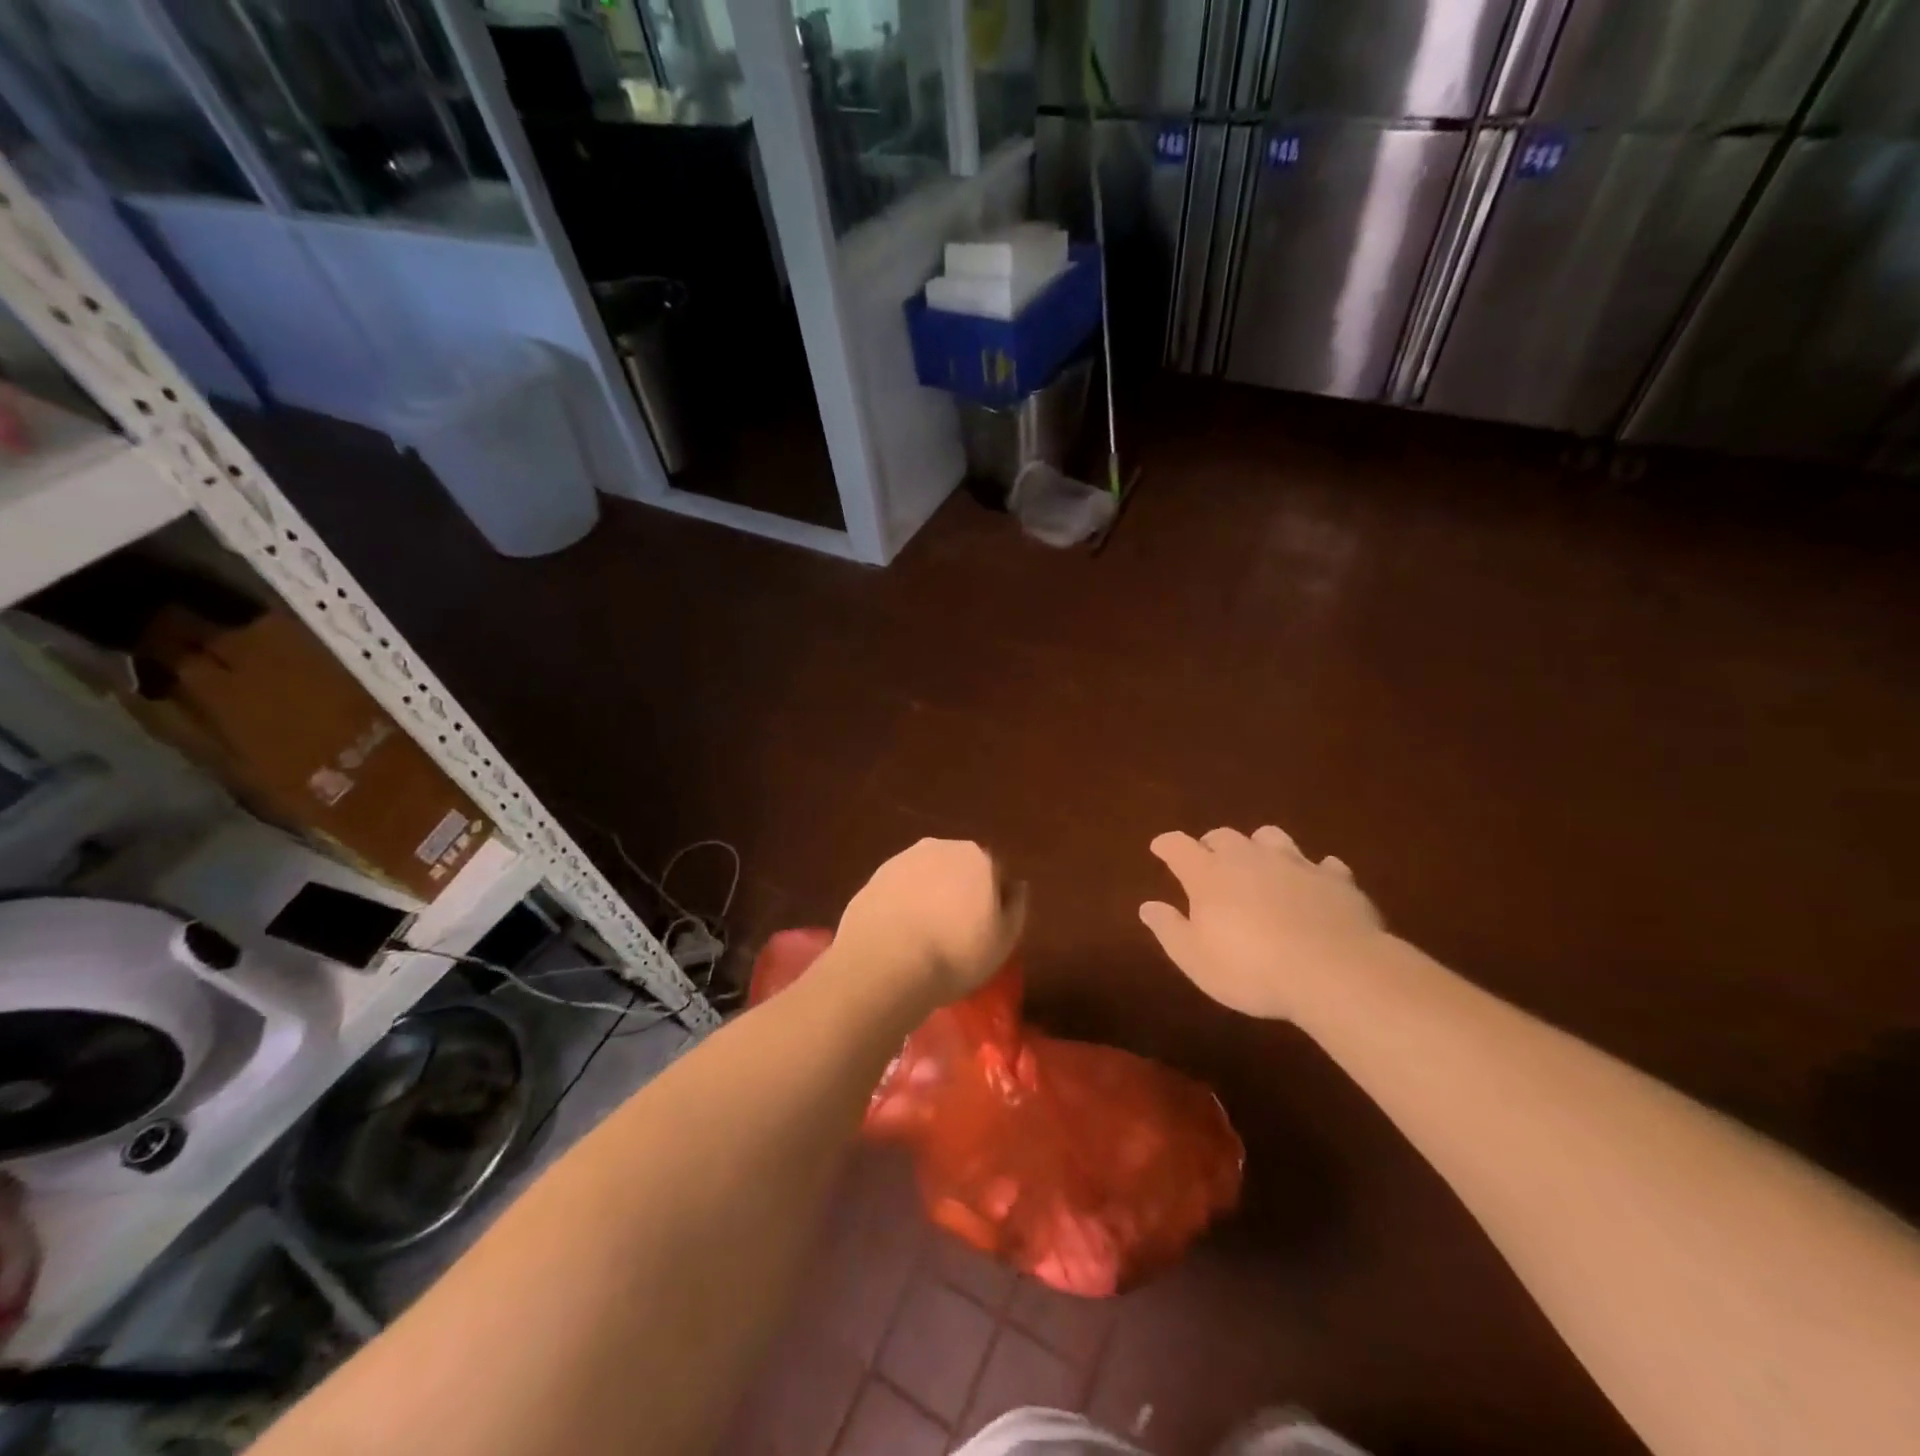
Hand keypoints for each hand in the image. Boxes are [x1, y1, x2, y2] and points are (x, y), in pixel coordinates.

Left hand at [837, 839, 1026, 1004]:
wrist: (886, 961)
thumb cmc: (955, 953)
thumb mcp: (1003, 941)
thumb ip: (1015, 907)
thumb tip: (1016, 886)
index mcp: (978, 858)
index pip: (994, 874)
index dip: (991, 902)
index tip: (984, 929)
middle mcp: (941, 848)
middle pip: (958, 869)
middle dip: (958, 892)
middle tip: (954, 932)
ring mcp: (903, 859)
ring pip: (925, 876)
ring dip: (928, 895)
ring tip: (923, 936)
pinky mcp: (874, 877)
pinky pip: (898, 889)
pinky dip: (901, 904)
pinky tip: (899, 934)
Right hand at [1140, 826, 1386, 1019]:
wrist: (1335, 971)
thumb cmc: (1252, 969)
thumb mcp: (1196, 959)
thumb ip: (1169, 929)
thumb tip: (1147, 906)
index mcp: (1209, 875)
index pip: (1178, 846)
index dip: (1166, 845)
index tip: (1159, 847)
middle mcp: (1249, 858)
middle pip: (1224, 836)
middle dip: (1211, 844)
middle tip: (1208, 860)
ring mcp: (1295, 864)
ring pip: (1271, 838)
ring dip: (1260, 847)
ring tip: (1260, 864)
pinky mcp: (1336, 879)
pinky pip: (1323, 865)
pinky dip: (1314, 872)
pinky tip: (1315, 886)